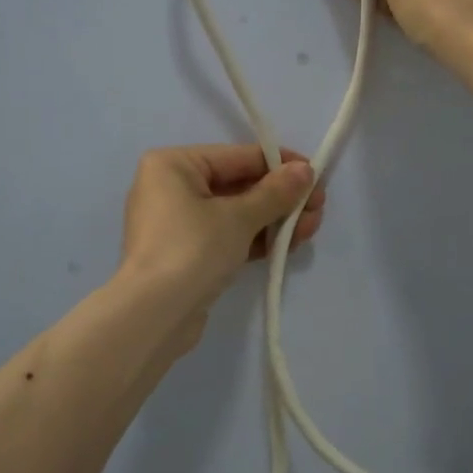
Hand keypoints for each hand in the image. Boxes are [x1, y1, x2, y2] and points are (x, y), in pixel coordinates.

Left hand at [118, 144, 325, 317]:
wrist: (154, 316)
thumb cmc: (192, 250)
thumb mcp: (239, 217)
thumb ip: (275, 192)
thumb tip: (306, 170)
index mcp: (173, 165)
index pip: (237, 156)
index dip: (280, 164)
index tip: (316, 175)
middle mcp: (171, 187)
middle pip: (238, 185)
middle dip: (281, 198)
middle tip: (318, 209)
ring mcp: (177, 223)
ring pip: (236, 213)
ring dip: (274, 220)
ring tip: (310, 229)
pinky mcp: (186, 254)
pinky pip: (227, 236)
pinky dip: (255, 239)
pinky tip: (288, 244)